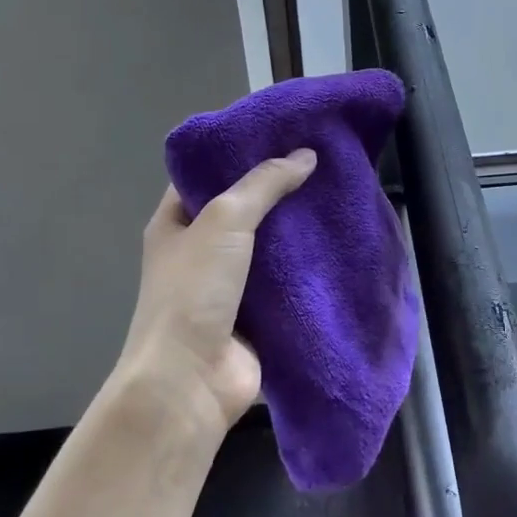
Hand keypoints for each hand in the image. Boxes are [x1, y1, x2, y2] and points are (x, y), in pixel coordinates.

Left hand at [117, 149, 316, 435]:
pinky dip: (309, 269)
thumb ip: (264, 184)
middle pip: (244, 210)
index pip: (206, 175)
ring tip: (338, 198)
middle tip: (323, 163)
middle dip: (280, 191)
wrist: (191, 381)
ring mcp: (229, 286)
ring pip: (269, 247)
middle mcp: (200, 251)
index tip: (283, 135)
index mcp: (176, 223)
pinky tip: (340, 246)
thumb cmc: (194, 291)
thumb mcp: (224, 221)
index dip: (240, 153)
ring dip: (298, 231)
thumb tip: (306, 155)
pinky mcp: (257, 315)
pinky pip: (286, 283)